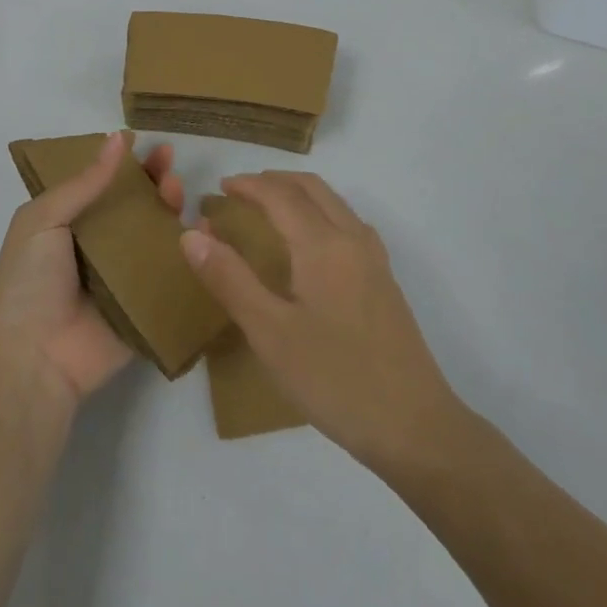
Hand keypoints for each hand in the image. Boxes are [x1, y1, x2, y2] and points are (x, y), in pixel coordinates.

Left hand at [0, 131, 183, 408]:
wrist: (33, 361)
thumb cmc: (29, 283)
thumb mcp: (43, 221)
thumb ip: (83, 183)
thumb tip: (117, 138)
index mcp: (68, 226)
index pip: (102, 186)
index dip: (125, 165)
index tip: (148, 144)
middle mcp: (97, 248)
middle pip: (133, 207)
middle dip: (153, 183)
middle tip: (170, 164)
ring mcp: (123, 279)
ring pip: (155, 237)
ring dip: (171, 211)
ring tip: (180, 193)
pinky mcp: (146, 307)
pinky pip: (170, 276)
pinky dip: (189, 254)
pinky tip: (206, 232)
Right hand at [181, 171, 461, 472]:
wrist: (415, 426)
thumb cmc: (334, 378)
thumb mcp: (270, 333)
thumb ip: (230, 279)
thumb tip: (192, 234)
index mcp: (322, 245)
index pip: (281, 195)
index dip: (249, 185)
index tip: (220, 187)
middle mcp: (353, 239)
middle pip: (313, 189)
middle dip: (275, 181)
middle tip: (242, 191)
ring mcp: (375, 260)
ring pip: (335, 204)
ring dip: (300, 194)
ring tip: (270, 210)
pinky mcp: (385, 282)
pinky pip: (349, 224)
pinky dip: (321, 213)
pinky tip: (312, 244)